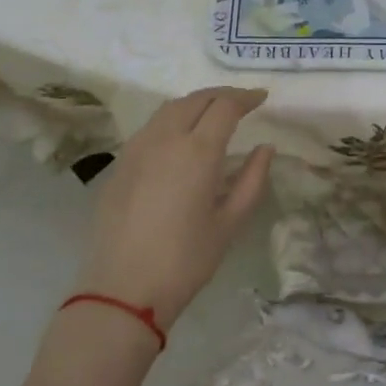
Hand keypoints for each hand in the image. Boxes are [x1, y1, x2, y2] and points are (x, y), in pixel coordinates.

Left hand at [76, 87, 274, 330]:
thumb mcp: (230, 223)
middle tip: (242, 102)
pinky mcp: (120, 164)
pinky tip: (180, 136)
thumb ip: (252, 180)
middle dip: (222, 95)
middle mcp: (165, 139)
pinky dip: (173, 119)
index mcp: (198, 151)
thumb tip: (265, 148)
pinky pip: (151, 127)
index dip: (246, 97)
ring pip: (170, 109)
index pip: (225, 106)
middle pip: (196, 99)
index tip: (262, 98)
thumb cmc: (185, 260)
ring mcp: (137, 149)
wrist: (122, 290)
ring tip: (213, 113)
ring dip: (196, 103)